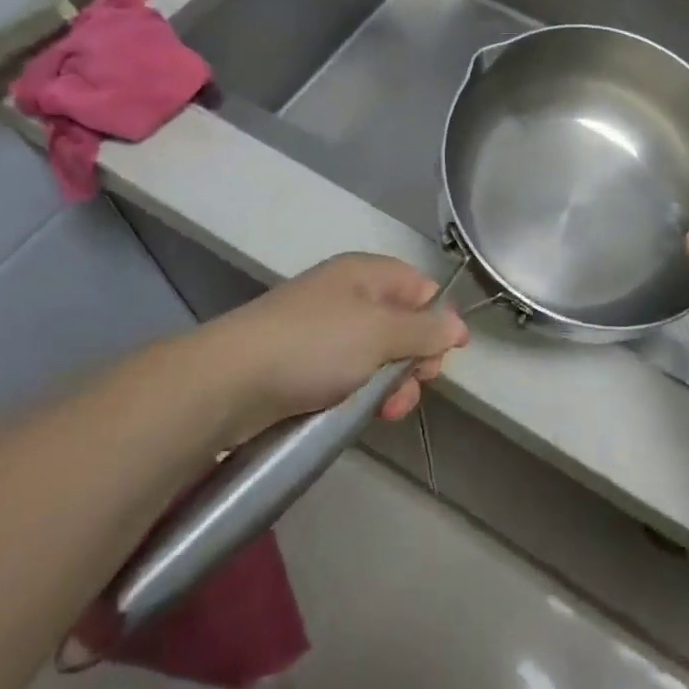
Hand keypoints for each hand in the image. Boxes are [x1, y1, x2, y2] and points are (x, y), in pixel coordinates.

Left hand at [207, 253, 468, 442]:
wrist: (229, 382)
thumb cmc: (315, 345)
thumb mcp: (380, 332)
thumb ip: (425, 329)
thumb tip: (458, 326)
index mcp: (365, 273)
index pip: (419, 286)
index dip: (437, 318)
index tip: (446, 355)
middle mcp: (347, 296)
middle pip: (401, 323)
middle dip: (414, 358)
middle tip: (413, 387)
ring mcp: (324, 332)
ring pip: (376, 355)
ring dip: (391, 384)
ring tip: (387, 411)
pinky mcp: (304, 366)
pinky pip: (349, 376)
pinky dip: (361, 394)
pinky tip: (362, 415)